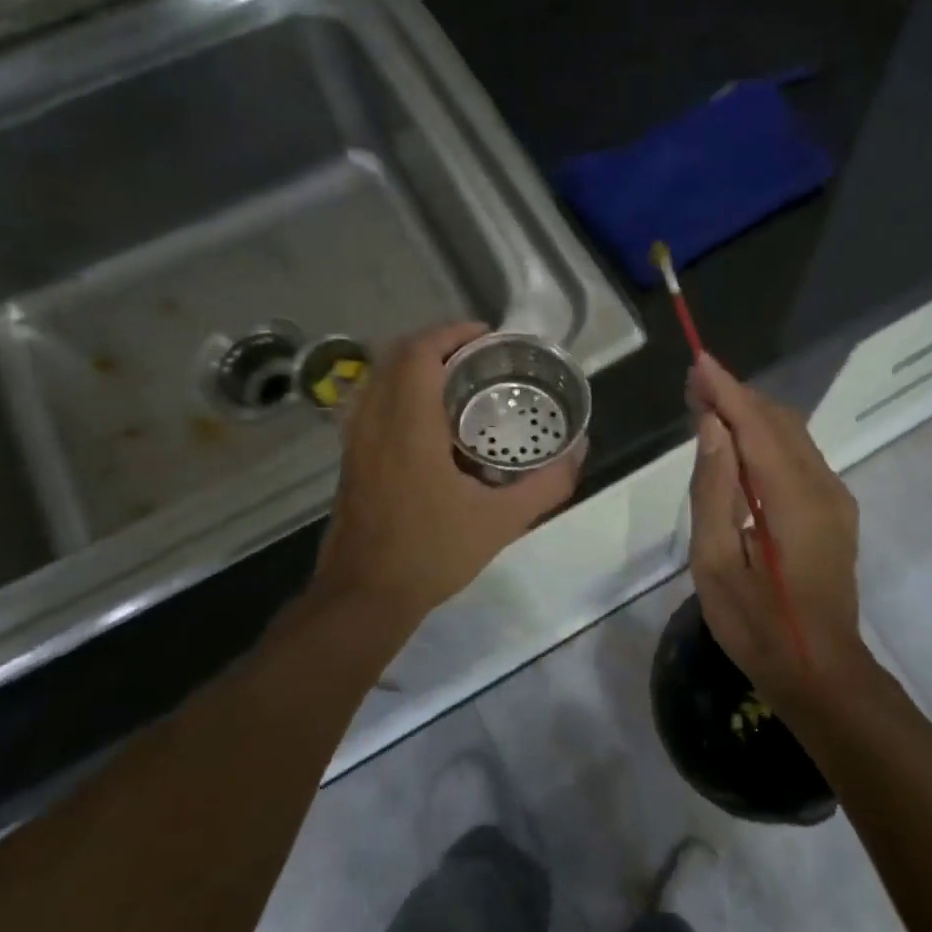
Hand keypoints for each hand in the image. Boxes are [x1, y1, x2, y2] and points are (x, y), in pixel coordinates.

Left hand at [313, 323, 584, 632]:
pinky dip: (401, 393)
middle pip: (395, 357)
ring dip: (415, 368)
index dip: (450, 333)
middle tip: (479, 358)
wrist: (364, 597)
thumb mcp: (501, 522)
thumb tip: (580, 452)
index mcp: (408, 427)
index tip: (486, 337)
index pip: (417, 353)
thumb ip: (546, 485)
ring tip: (459, 384)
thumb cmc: (431, 554)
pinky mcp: (351, 461)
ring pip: (378, 379)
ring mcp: (356, 442)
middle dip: (437, 345)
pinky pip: (372, 405)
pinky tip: (433, 426)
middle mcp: (374, 423)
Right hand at [686, 355, 868, 705]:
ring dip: (752, 415)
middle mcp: (824, 487)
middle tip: (694, 386)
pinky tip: (739, 446)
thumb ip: (714, 490)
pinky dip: (767, 439)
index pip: (757, 426)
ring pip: (793, 436)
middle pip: (779, 421)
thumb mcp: (716, 563)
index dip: (726, 390)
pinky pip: (800, 457)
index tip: (698, 361)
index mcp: (794, 499)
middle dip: (737, 396)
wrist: (821, 673)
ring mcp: (836, 499)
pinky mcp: (836, 511)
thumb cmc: (758, 626)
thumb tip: (712, 427)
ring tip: (708, 407)